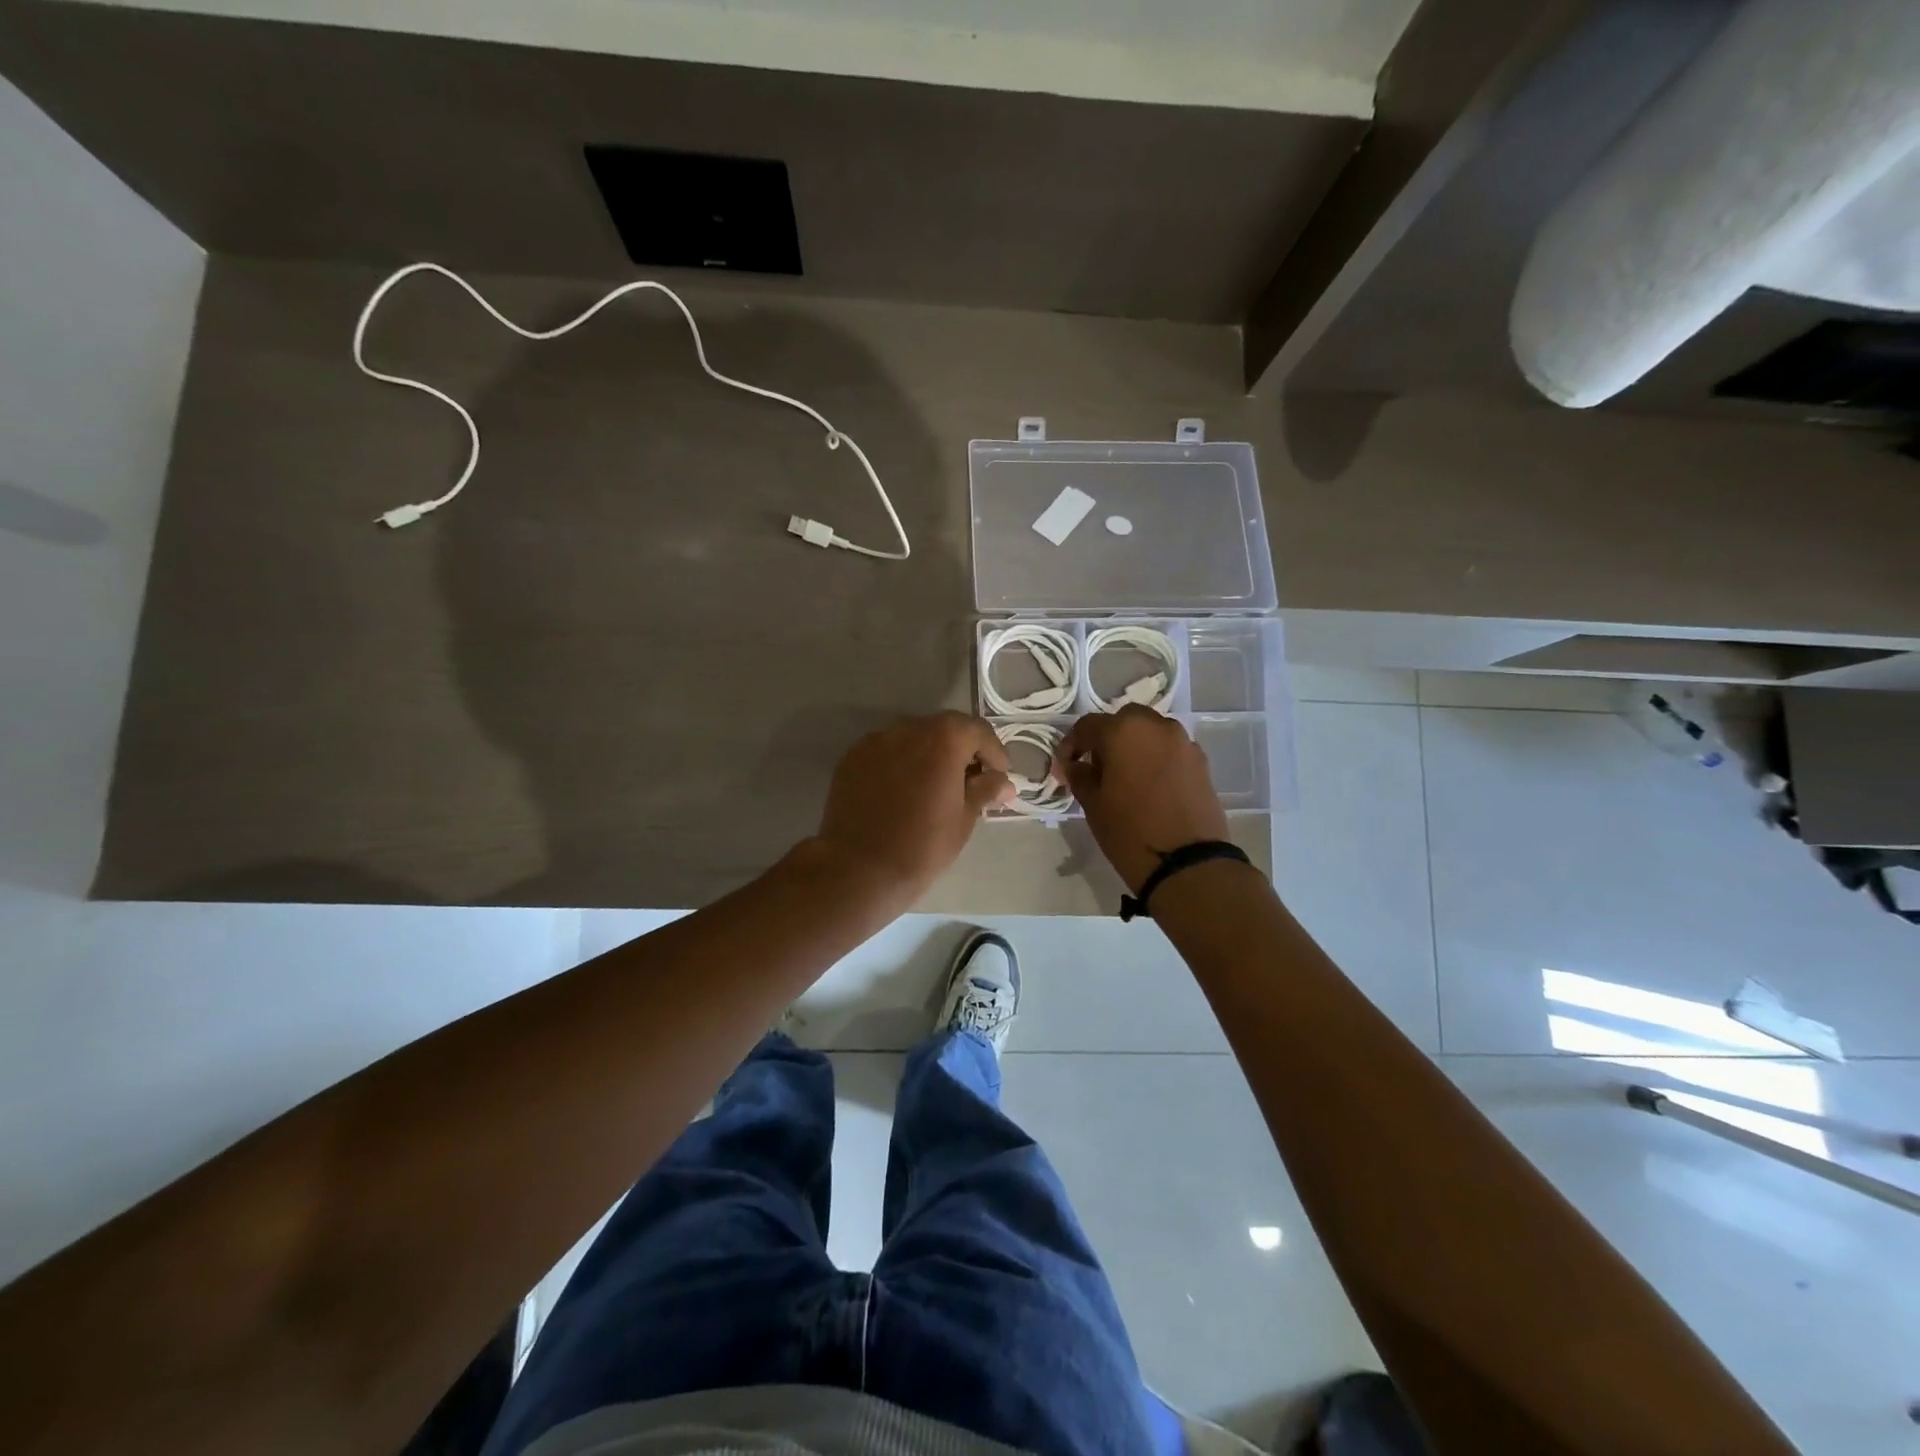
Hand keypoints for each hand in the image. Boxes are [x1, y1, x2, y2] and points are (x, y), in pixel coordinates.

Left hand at [812, 712, 1013, 909]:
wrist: (857, 869)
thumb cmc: (921, 847)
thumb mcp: (964, 820)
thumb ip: (985, 791)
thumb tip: (1003, 782)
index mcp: (942, 740)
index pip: (977, 731)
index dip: (993, 752)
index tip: (999, 777)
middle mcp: (908, 729)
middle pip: (944, 729)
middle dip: (961, 751)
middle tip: (970, 782)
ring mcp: (875, 741)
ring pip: (913, 739)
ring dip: (929, 755)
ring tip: (935, 787)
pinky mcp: (852, 758)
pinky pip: (886, 753)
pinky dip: (901, 764)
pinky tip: (903, 792)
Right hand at [1058, 707, 1230, 892]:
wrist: (1187, 863)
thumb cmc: (1129, 832)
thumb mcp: (1093, 805)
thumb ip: (1080, 776)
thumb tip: (1075, 765)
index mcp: (1123, 731)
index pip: (1088, 726)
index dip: (1072, 745)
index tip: (1065, 767)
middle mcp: (1156, 726)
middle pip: (1124, 721)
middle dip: (1108, 738)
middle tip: (1096, 766)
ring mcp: (1183, 742)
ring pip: (1151, 732)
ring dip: (1135, 745)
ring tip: (1125, 775)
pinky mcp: (1201, 762)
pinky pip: (1171, 749)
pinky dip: (1156, 758)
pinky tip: (1150, 785)